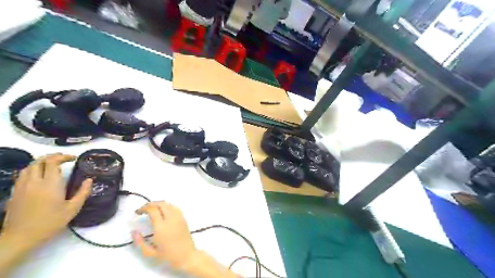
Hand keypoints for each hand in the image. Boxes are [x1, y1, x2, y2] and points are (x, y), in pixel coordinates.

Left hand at [1, 153, 92, 250]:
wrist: (20, 237)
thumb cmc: (50, 222)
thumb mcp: (73, 208)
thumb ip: (83, 192)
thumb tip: (89, 180)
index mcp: (50, 184)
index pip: (52, 162)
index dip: (63, 156)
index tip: (73, 158)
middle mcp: (34, 182)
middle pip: (39, 161)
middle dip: (52, 157)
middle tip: (63, 159)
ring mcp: (22, 187)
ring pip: (28, 167)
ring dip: (41, 163)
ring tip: (51, 166)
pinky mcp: (15, 193)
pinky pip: (22, 175)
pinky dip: (32, 171)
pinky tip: (39, 177)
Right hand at [135, 202, 198, 268]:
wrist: (186, 254)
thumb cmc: (168, 254)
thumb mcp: (150, 252)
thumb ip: (139, 242)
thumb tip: (133, 231)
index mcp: (161, 226)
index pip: (152, 210)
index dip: (144, 208)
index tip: (137, 212)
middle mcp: (171, 218)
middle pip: (161, 204)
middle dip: (151, 204)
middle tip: (143, 209)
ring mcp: (178, 216)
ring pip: (168, 204)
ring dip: (159, 204)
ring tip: (152, 210)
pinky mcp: (183, 217)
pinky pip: (174, 207)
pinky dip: (167, 206)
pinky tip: (162, 212)